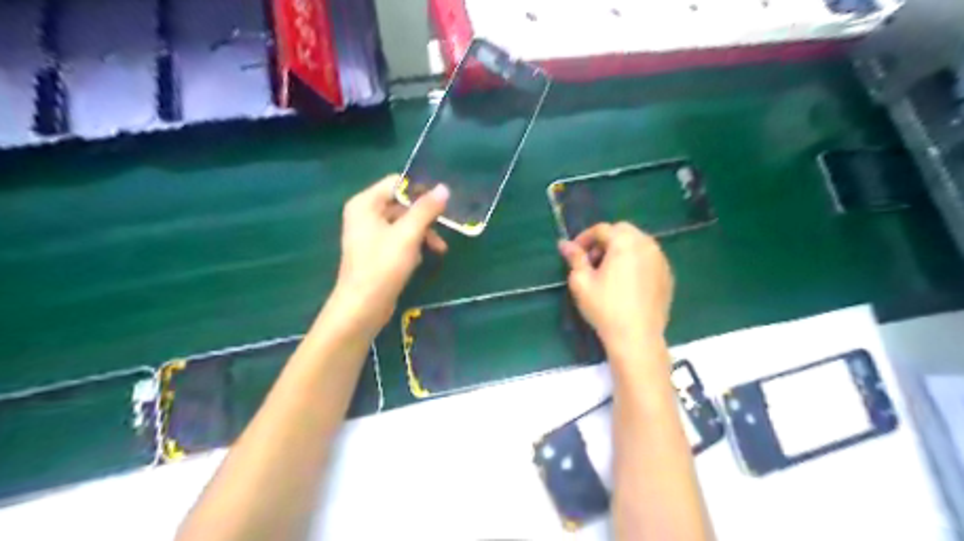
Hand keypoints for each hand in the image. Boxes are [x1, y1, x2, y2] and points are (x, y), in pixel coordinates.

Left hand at [330, 175, 449, 338]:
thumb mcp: (408, 235)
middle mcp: (365, 214)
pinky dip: (413, 245)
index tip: (443, 203)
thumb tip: (444, 188)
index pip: (396, 183)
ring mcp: (369, 234)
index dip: (420, 190)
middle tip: (446, 228)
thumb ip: (426, 209)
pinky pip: (399, 239)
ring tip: (439, 249)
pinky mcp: (376, 252)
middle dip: (425, 217)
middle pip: (401, 204)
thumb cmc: (382, 266)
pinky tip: (421, 259)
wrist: (362, 307)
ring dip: (422, 233)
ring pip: (403, 223)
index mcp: (365, 203)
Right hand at [562, 224, 671, 346]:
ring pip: (638, 243)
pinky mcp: (668, 275)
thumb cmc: (605, 307)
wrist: (637, 337)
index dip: (584, 238)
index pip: (602, 229)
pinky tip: (626, 282)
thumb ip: (575, 258)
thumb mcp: (581, 281)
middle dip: (604, 241)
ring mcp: (661, 259)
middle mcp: (647, 244)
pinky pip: (649, 259)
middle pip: (622, 231)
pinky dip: (635, 262)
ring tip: (608, 271)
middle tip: (591, 261)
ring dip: (621, 250)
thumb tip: (564, 244)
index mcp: (625, 242)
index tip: (574, 253)